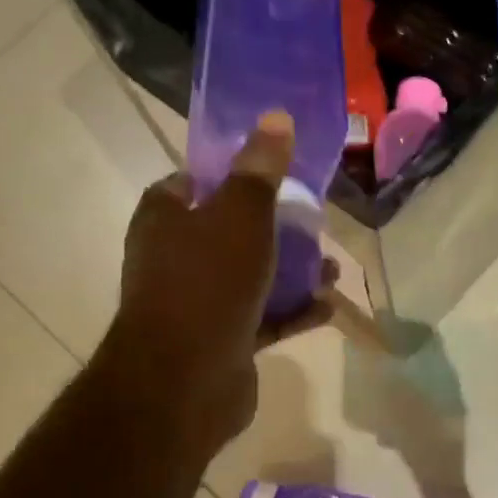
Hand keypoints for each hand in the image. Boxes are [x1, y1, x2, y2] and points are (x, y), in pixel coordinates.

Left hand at [105, 112, 335, 454]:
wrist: (186, 380)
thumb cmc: (209, 282)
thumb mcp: (240, 214)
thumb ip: (259, 170)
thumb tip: (275, 117)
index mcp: (165, 218)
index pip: (196, 183)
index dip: (234, 176)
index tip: (276, 177)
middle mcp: (174, 258)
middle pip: (231, 231)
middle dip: (277, 230)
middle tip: (315, 227)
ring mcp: (198, 303)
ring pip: (251, 277)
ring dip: (292, 274)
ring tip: (332, 271)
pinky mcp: (221, 340)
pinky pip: (261, 318)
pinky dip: (292, 312)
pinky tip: (327, 308)